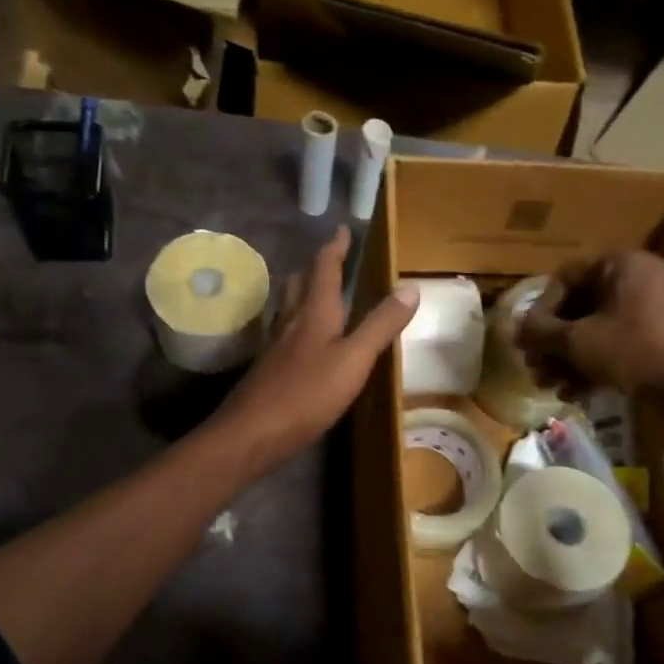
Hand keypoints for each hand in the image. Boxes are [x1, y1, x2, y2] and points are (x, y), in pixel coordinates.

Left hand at [214, 227, 418, 471]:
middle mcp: (290, 321)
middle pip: (299, 282)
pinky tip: (302, 340)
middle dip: (316, 267)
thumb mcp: (354, 359)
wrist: (253, 433)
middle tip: (330, 258)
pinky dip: (297, 323)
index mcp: (314, 312)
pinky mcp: (268, 368)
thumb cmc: (307, 394)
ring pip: (288, 306)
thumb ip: (381, 325)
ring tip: (317, 291)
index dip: (334, 248)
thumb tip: (411, 286)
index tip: (342, 230)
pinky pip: (284, 333)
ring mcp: (275, 346)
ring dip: (302, 292)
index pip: (324, 268)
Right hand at [518, 251, 663, 432]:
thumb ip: (541, 333)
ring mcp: (659, 308)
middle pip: (582, 306)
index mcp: (622, 264)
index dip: (540, 310)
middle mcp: (642, 278)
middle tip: (536, 369)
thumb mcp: (580, 342)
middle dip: (554, 342)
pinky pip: (623, 343)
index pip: (565, 277)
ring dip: (571, 359)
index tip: (527, 340)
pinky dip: (598, 364)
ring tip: (553, 388)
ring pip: (600, 329)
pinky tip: (578, 394)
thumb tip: (516, 330)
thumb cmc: (637, 351)